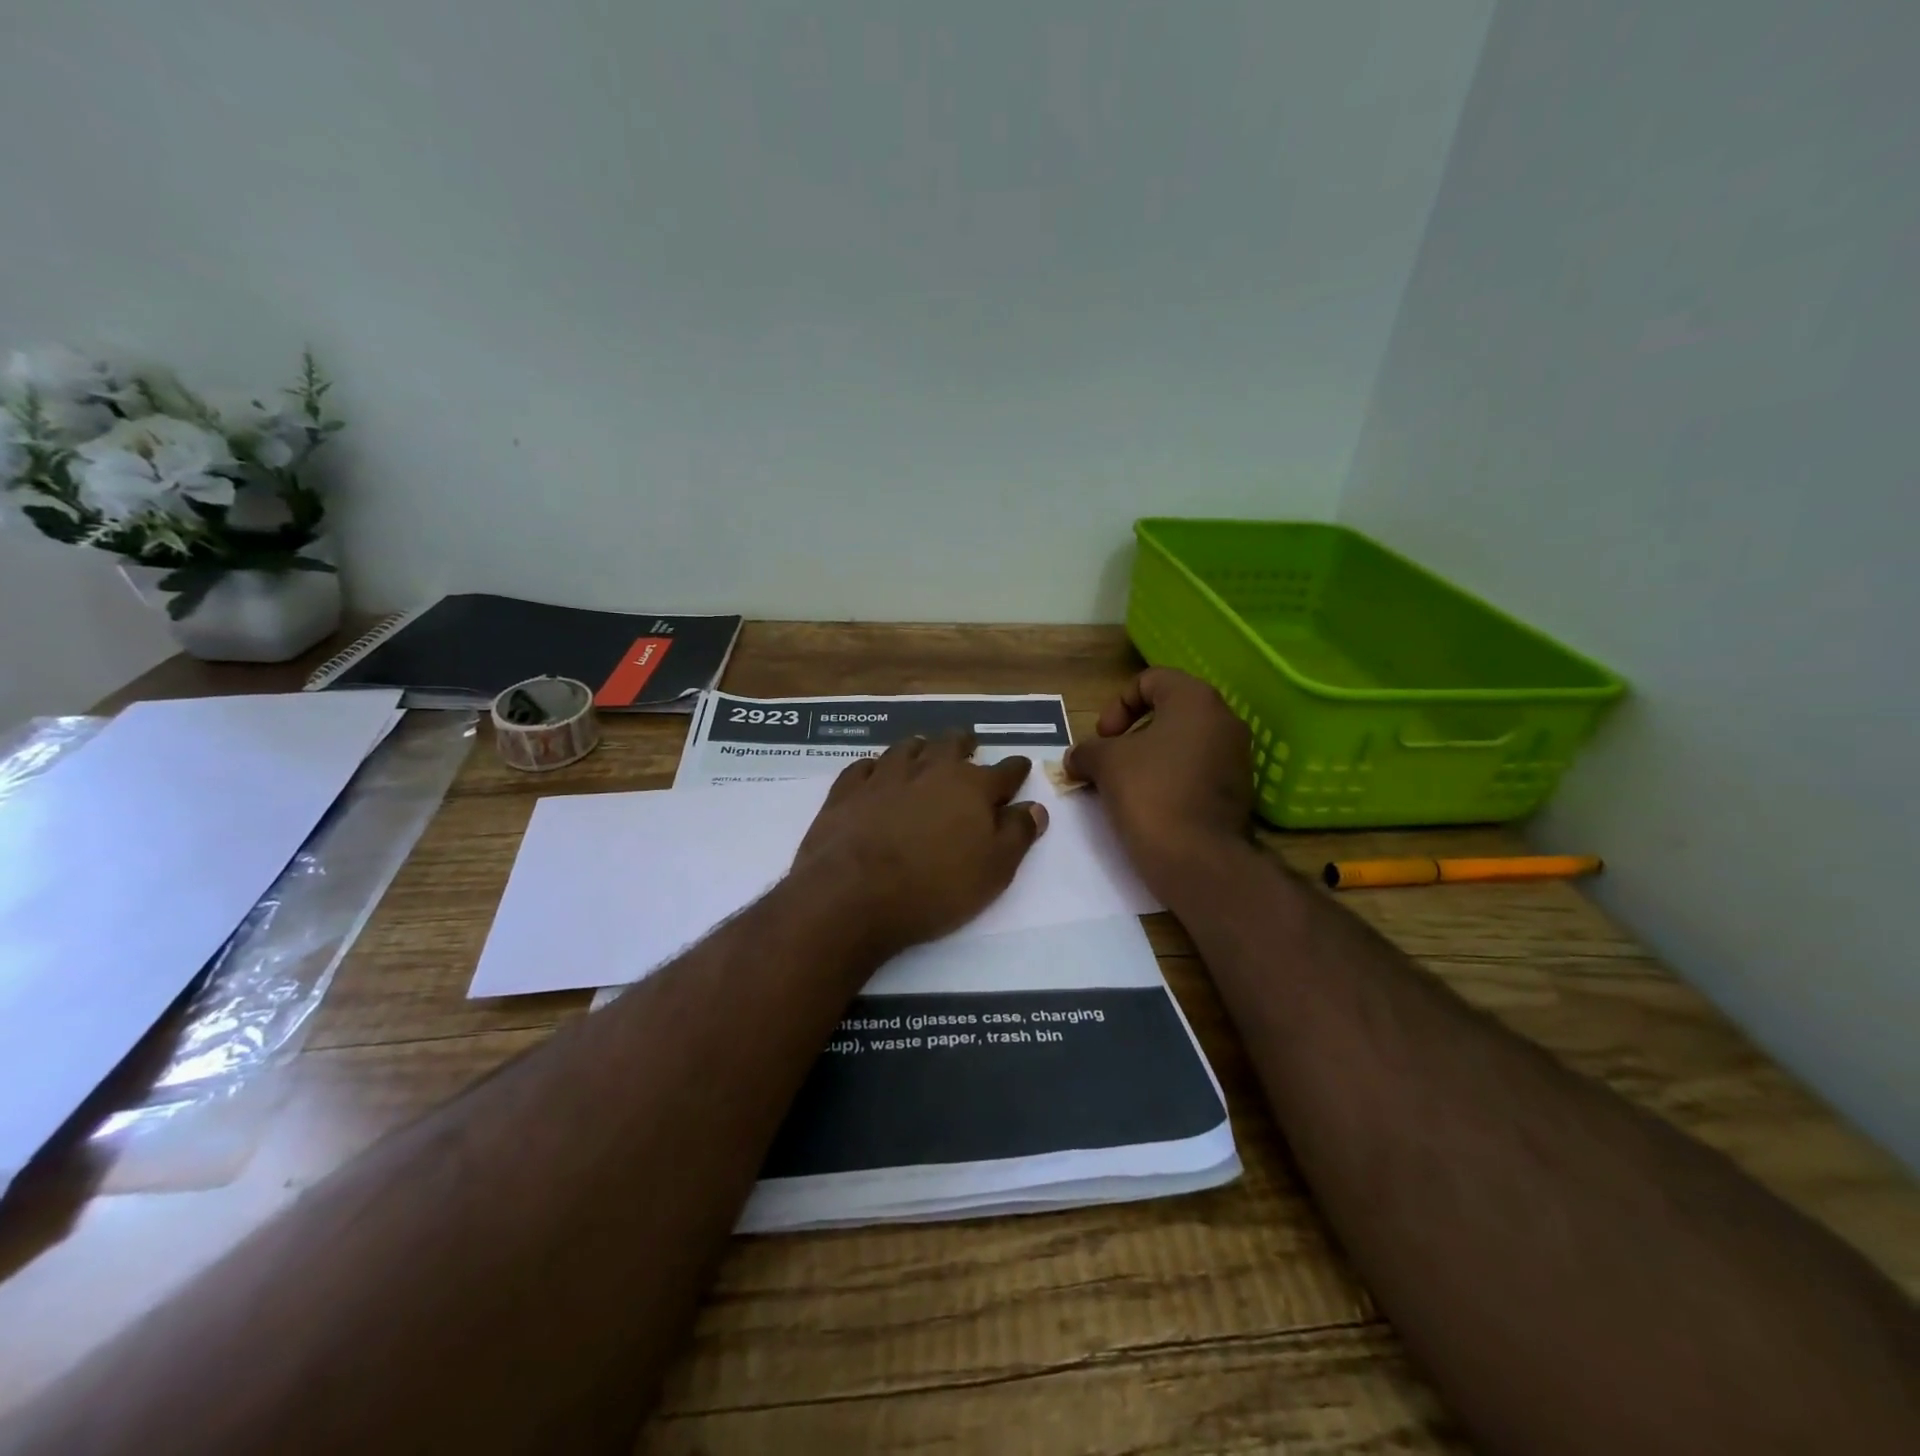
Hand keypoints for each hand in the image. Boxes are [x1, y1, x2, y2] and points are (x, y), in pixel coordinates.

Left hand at [792, 733, 1048, 958]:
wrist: (852, 894)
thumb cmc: (934, 888)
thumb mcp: (993, 871)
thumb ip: (1017, 835)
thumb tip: (1034, 808)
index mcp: (972, 787)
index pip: (1004, 771)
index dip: (1016, 769)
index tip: (1020, 766)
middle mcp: (930, 770)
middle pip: (952, 744)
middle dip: (964, 744)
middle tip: (968, 746)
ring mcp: (885, 775)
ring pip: (907, 747)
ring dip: (920, 748)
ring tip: (923, 752)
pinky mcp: (847, 789)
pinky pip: (864, 766)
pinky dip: (875, 767)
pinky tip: (875, 773)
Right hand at [1062, 668, 1252, 896]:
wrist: (1197, 858)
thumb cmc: (1149, 793)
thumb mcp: (1104, 763)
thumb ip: (1086, 750)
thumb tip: (1076, 757)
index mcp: (1196, 700)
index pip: (1151, 680)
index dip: (1118, 704)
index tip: (1103, 737)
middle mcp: (1224, 721)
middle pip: (1169, 711)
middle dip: (1133, 733)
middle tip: (1110, 760)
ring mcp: (1237, 757)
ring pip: (1183, 743)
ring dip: (1150, 758)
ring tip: (1126, 786)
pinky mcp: (1238, 791)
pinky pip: (1197, 771)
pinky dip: (1171, 779)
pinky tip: (1150, 805)